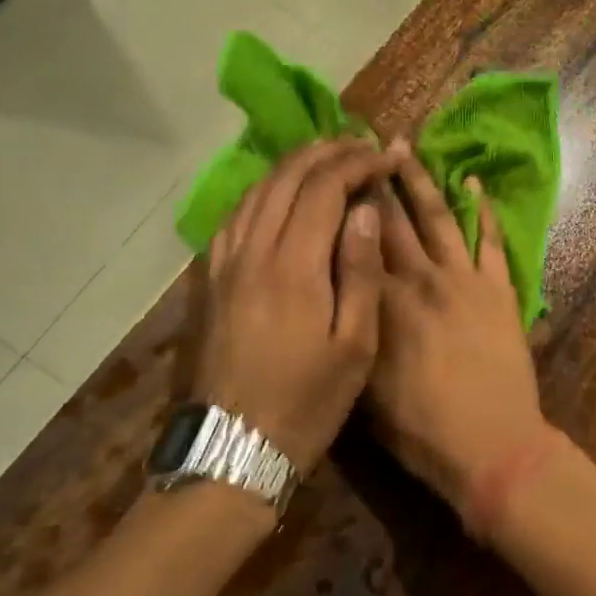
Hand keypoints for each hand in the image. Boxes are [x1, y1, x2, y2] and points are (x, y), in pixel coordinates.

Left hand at [197, 139, 397, 473]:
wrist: (233, 449)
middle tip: (359, 146)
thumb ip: (360, 271)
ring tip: (325, 158)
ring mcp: (225, 262)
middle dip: (326, 152)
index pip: (324, 188)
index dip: (356, 164)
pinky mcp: (211, 278)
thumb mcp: (354, 346)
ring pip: (257, 190)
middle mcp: (254, 251)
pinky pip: (235, 214)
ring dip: (293, 165)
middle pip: (287, 177)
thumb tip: (365, 209)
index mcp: (294, 266)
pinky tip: (278, 193)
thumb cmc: (307, 402)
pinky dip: (262, 189)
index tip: (385, 160)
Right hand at [369, 148, 549, 513]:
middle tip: (365, 145)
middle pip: (394, 221)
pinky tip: (474, 184)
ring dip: (422, 181)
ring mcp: (463, 280)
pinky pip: (489, 241)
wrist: (491, 445)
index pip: (358, 243)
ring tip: (407, 148)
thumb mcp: (364, 389)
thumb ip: (351, 334)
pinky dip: (483, 211)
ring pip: (438, 218)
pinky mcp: (498, 289)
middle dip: (377, 180)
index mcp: (383, 303)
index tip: (333, 175)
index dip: (344, 207)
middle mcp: (420, 279)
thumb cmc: (420, 428)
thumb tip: (336, 296)